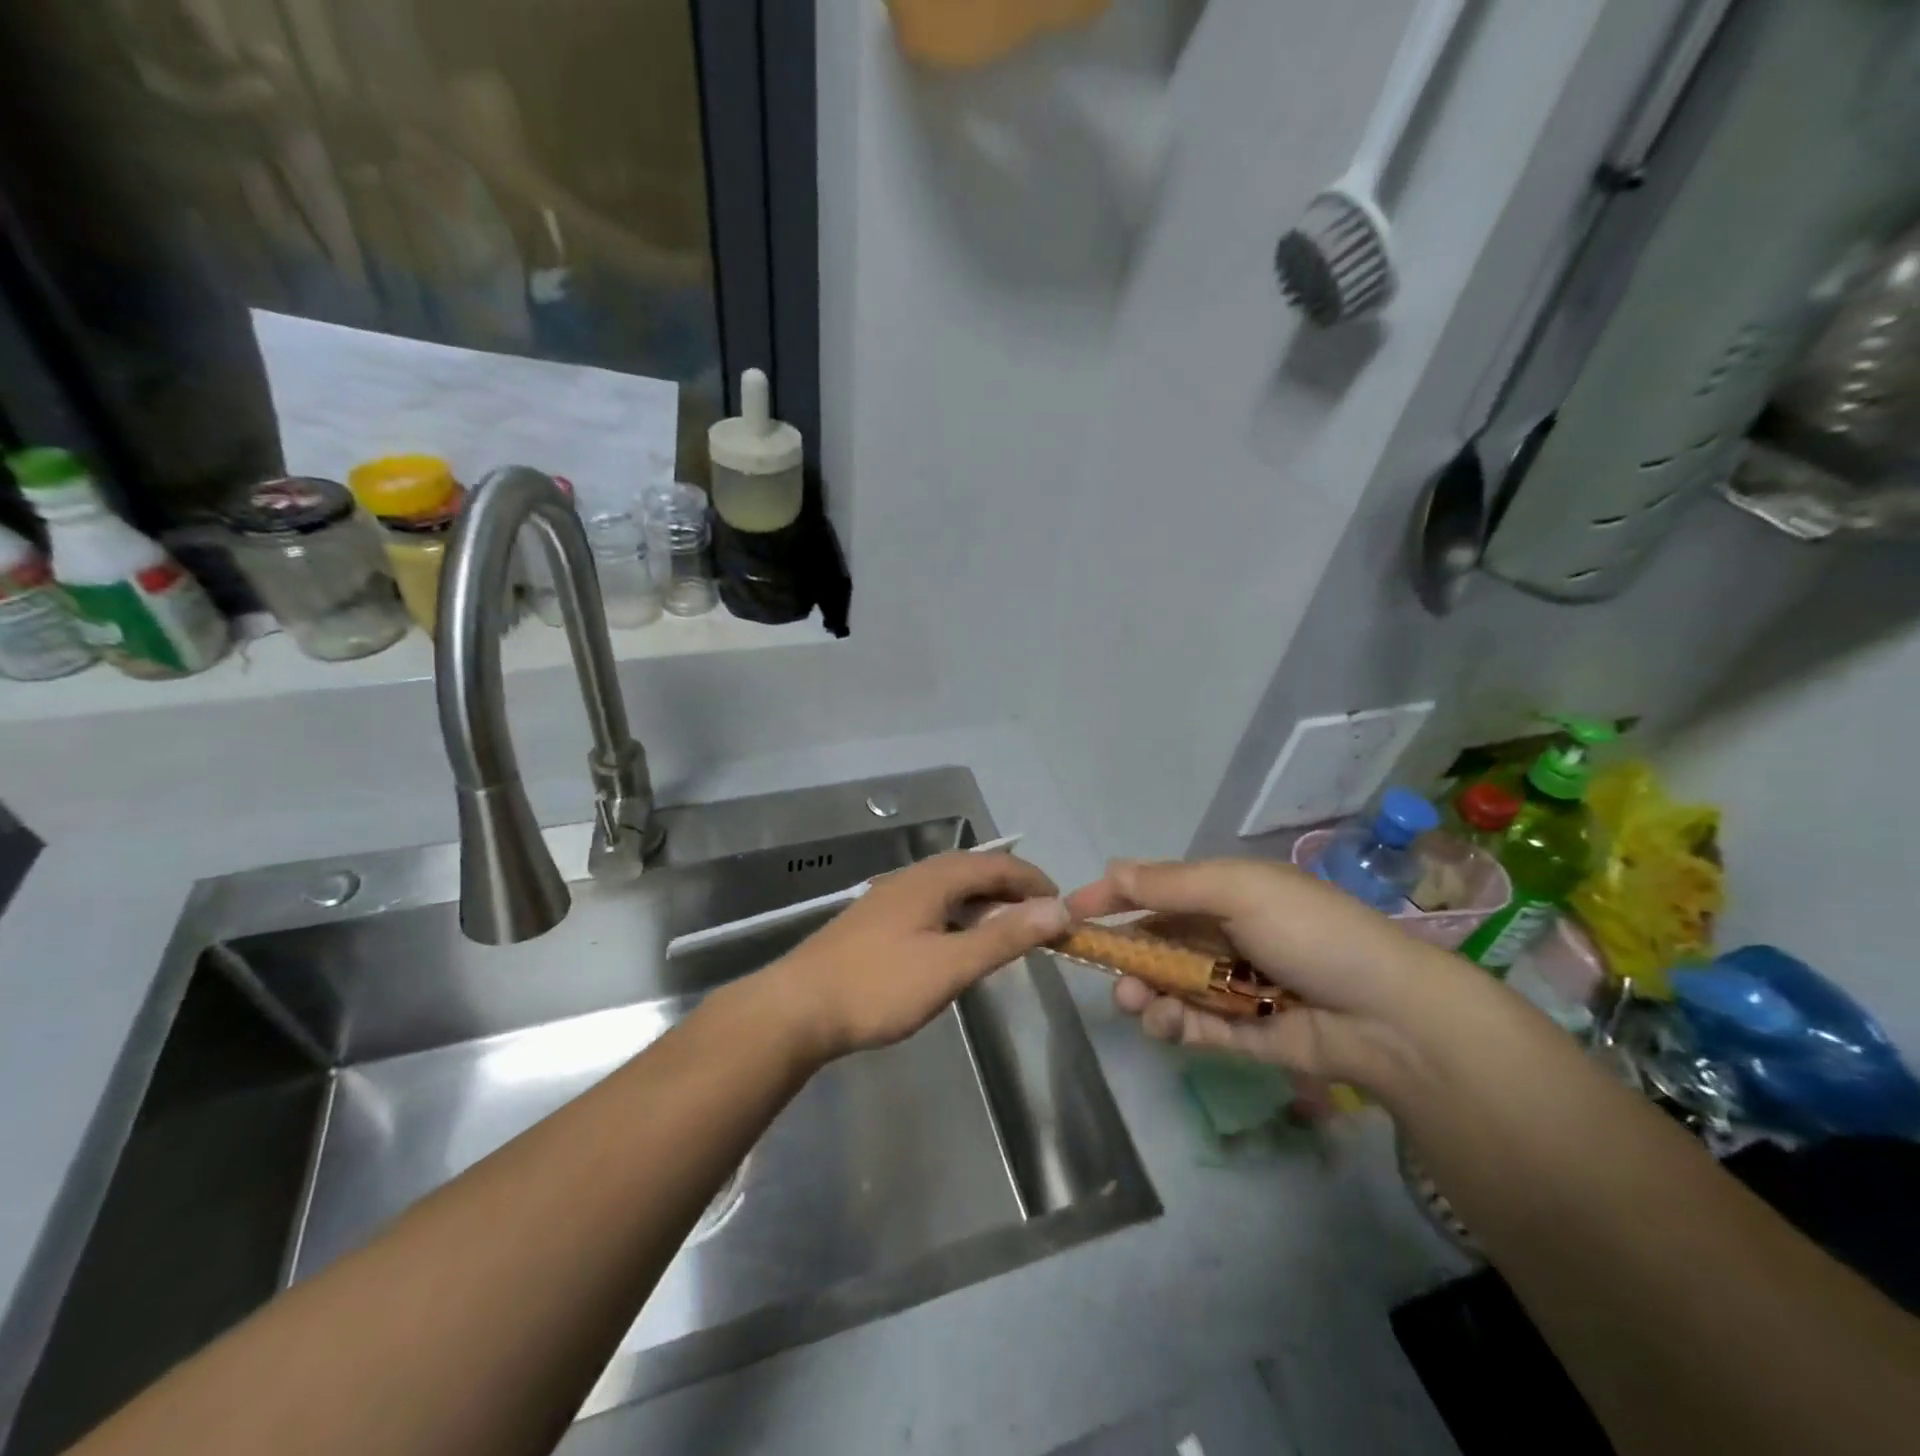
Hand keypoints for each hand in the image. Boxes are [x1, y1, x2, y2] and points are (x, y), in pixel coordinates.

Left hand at [765, 851, 1070, 1061]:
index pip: (996, 865)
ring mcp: (889, 898)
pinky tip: (958, 943)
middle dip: (1011, 889)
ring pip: (949, 889)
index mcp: (932, 880)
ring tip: (1008, 931)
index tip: (1063, 905)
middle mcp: (911, 878)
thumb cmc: (878, 986)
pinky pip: (931, 905)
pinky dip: (959, 916)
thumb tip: (1058, 908)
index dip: (1033, 880)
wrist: (797, 1009)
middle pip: (972, 871)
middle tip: (1041, 919)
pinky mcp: (875, 922)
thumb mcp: (950, 965)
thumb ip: (1004, 936)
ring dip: (984, 903)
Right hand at [1065, 857, 1474, 1090]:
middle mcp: (1222, 937)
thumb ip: (1172, 885)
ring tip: (1136, 1004)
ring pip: (1166, 987)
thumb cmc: (1310, 933)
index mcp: (1223, 895)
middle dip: (1124, 955)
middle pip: (1155, 943)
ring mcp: (1231, 987)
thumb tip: (1110, 868)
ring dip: (1142, 993)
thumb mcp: (1239, 891)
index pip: (1154, 890)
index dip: (1112, 898)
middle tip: (1104, 970)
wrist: (1390, 1014)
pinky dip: (1172, 1024)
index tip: (1070, 913)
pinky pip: (1193, 1026)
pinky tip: (1165, 1024)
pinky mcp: (1241, 1033)